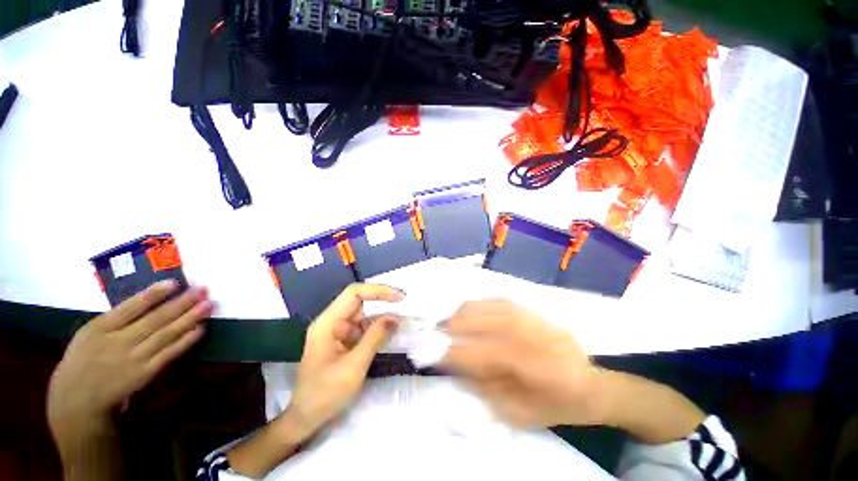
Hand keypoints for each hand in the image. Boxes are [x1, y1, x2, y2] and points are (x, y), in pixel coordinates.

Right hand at [47, 281, 211, 440]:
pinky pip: (168, 354)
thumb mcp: (88, 334)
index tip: (175, 282)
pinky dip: (185, 341)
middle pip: (154, 319)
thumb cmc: (83, 360)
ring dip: (189, 318)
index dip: (154, 294)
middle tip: (203, 289)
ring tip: (208, 304)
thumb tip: (150, 299)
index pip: (130, 307)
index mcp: (99, 328)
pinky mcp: (143, 374)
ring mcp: (132, 359)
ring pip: (165, 334)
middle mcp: (117, 342)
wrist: (75, 401)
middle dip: (181, 302)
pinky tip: (200, 329)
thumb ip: (116, 319)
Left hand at [286, 284, 403, 436]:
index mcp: (328, 323)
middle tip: (405, 302)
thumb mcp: (354, 366)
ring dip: (382, 313)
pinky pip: (364, 326)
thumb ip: (375, 337)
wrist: (307, 419)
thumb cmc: (326, 394)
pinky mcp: (344, 340)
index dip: (378, 291)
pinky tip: (391, 329)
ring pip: (363, 312)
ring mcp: (338, 330)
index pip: (354, 294)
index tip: (399, 297)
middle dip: (382, 299)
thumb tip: (396, 317)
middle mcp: (332, 321)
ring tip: (402, 315)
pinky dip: (378, 326)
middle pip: (359, 300)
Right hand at [441, 299, 606, 428]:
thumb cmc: (558, 408)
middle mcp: (546, 340)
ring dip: (472, 309)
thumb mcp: (523, 414)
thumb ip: (488, 390)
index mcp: (547, 372)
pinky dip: (484, 302)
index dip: (463, 353)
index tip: (438, 354)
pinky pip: (507, 302)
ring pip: (501, 307)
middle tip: (440, 327)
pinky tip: (471, 307)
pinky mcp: (540, 314)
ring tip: (451, 316)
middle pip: (498, 322)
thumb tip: (456, 368)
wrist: (593, 387)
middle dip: (464, 323)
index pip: (496, 354)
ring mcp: (543, 322)